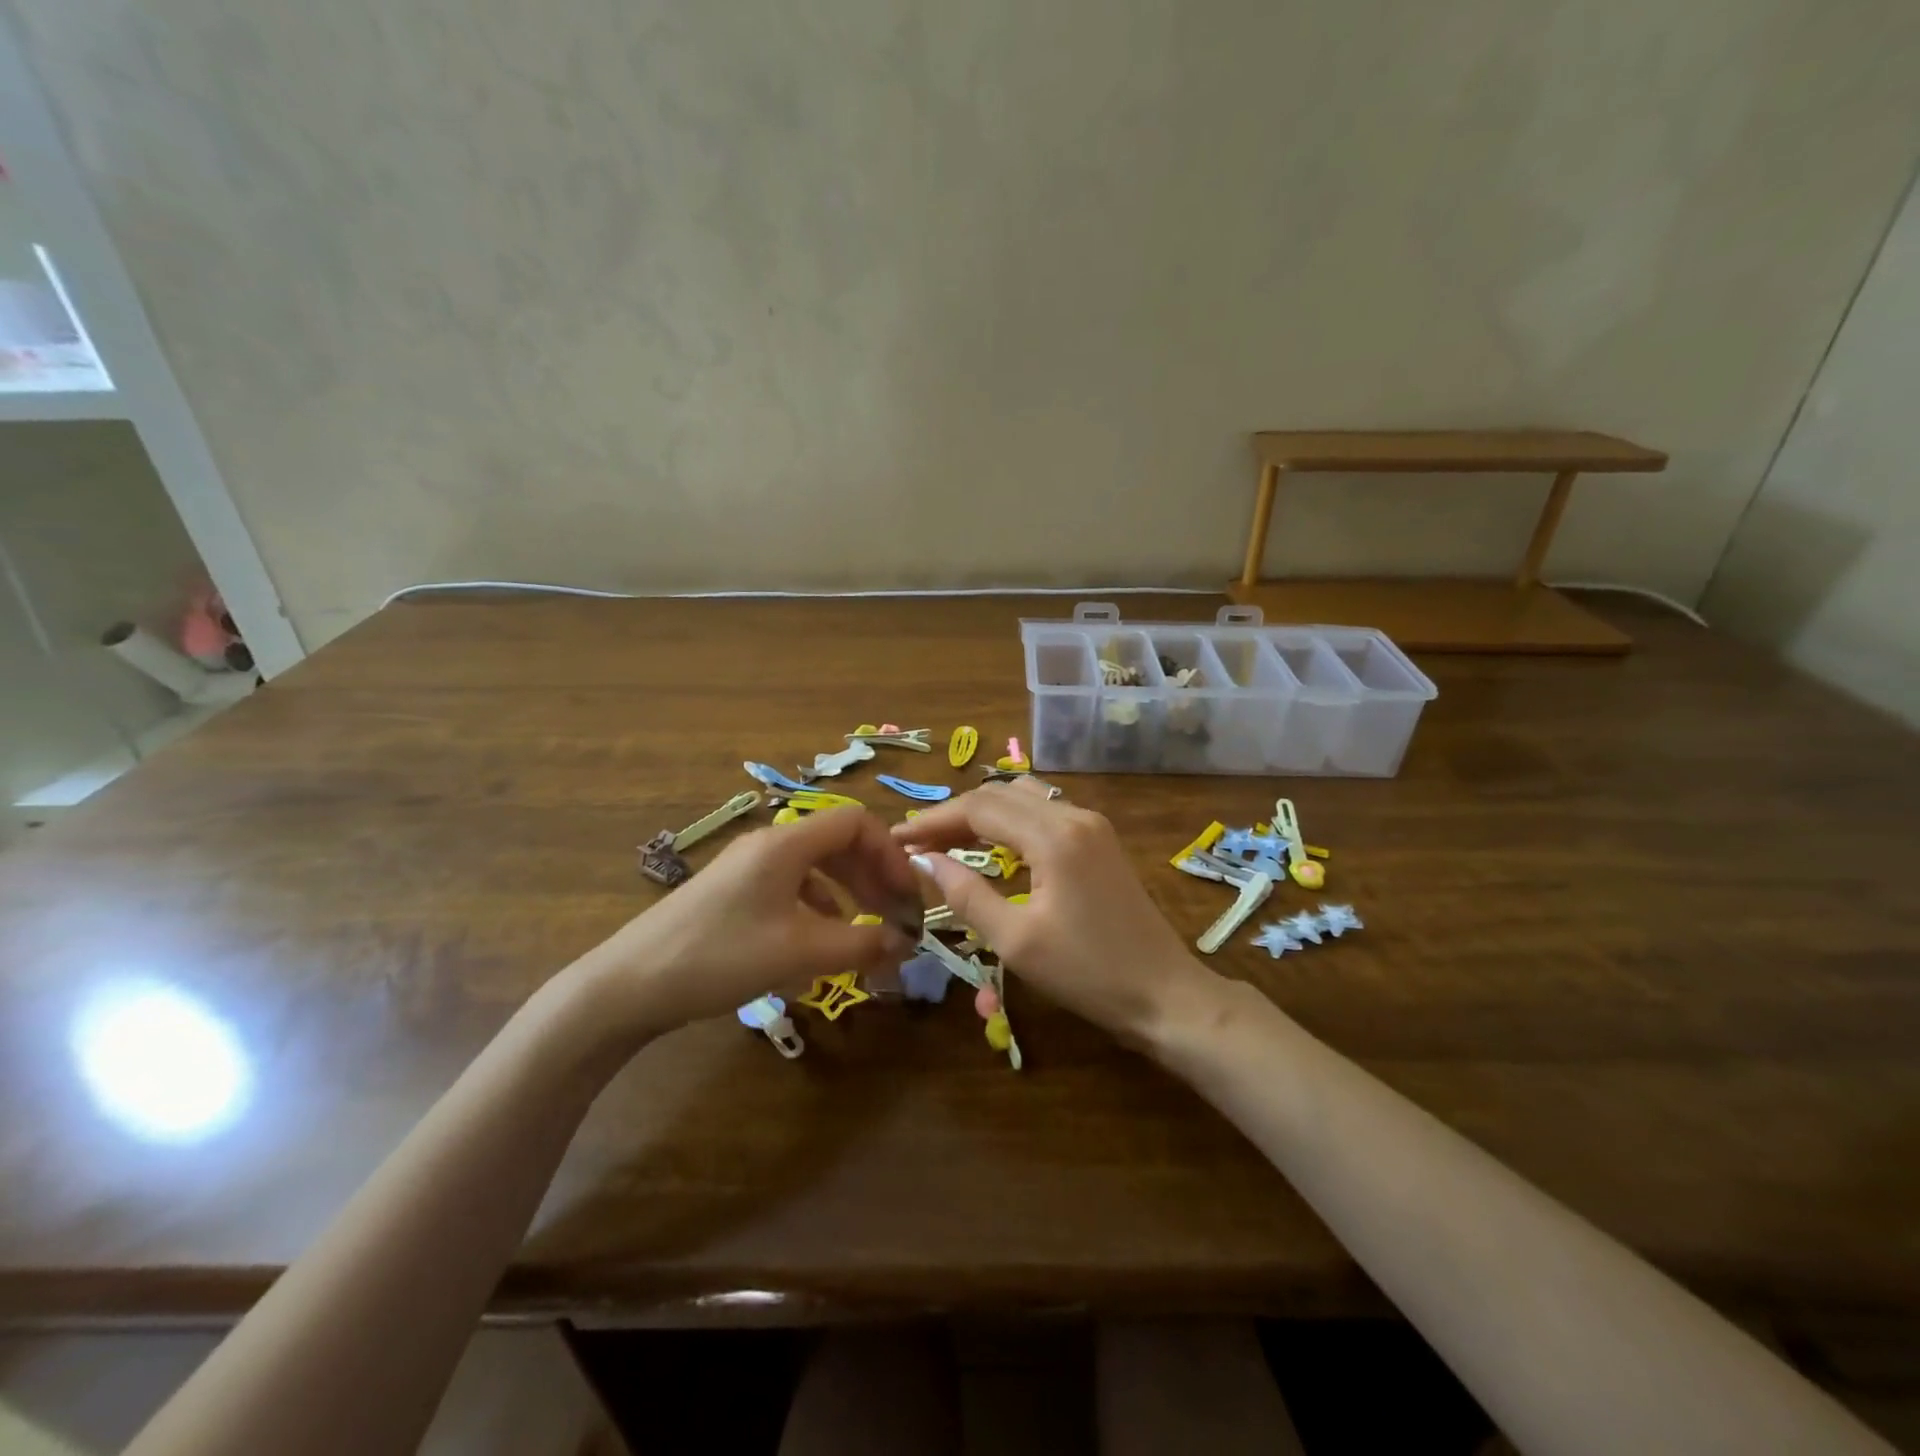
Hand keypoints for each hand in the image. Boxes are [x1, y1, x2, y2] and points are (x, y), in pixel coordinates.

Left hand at [576, 808, 921, 1036]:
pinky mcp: (731, 894)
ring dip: (848, 893)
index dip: (891, 853)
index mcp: (786, 843)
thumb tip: (905, 943)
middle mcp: (768, 845)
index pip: (857, 822)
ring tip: (864, 930)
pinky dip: (817, 907)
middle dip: (873, 876)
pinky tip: (817, 941)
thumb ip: (860, 944)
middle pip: (838, 843)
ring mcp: (746, 868)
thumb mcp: (799, 952)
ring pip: (815, 866)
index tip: (907, 895)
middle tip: (895, 916)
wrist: (627, 986)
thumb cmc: (720, 956)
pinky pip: (790, 887)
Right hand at [894, 782, 1219, 1044]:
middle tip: (917, 842)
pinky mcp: (1100, 840)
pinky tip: (993, 844)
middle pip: (1000, 795)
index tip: (897, 838)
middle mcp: (1074, 815)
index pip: (979, 808)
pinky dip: (1010, 821)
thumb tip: (925, 861)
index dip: (933, 820)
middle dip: (954, 814)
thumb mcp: (1016, 941)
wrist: (1164, 994)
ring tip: (948, 840)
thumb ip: (967, 894)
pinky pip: (1044, 812)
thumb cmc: (1087, 973)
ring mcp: (1092, 824)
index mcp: (1054, 836)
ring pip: (1023, 797)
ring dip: (983, 812)